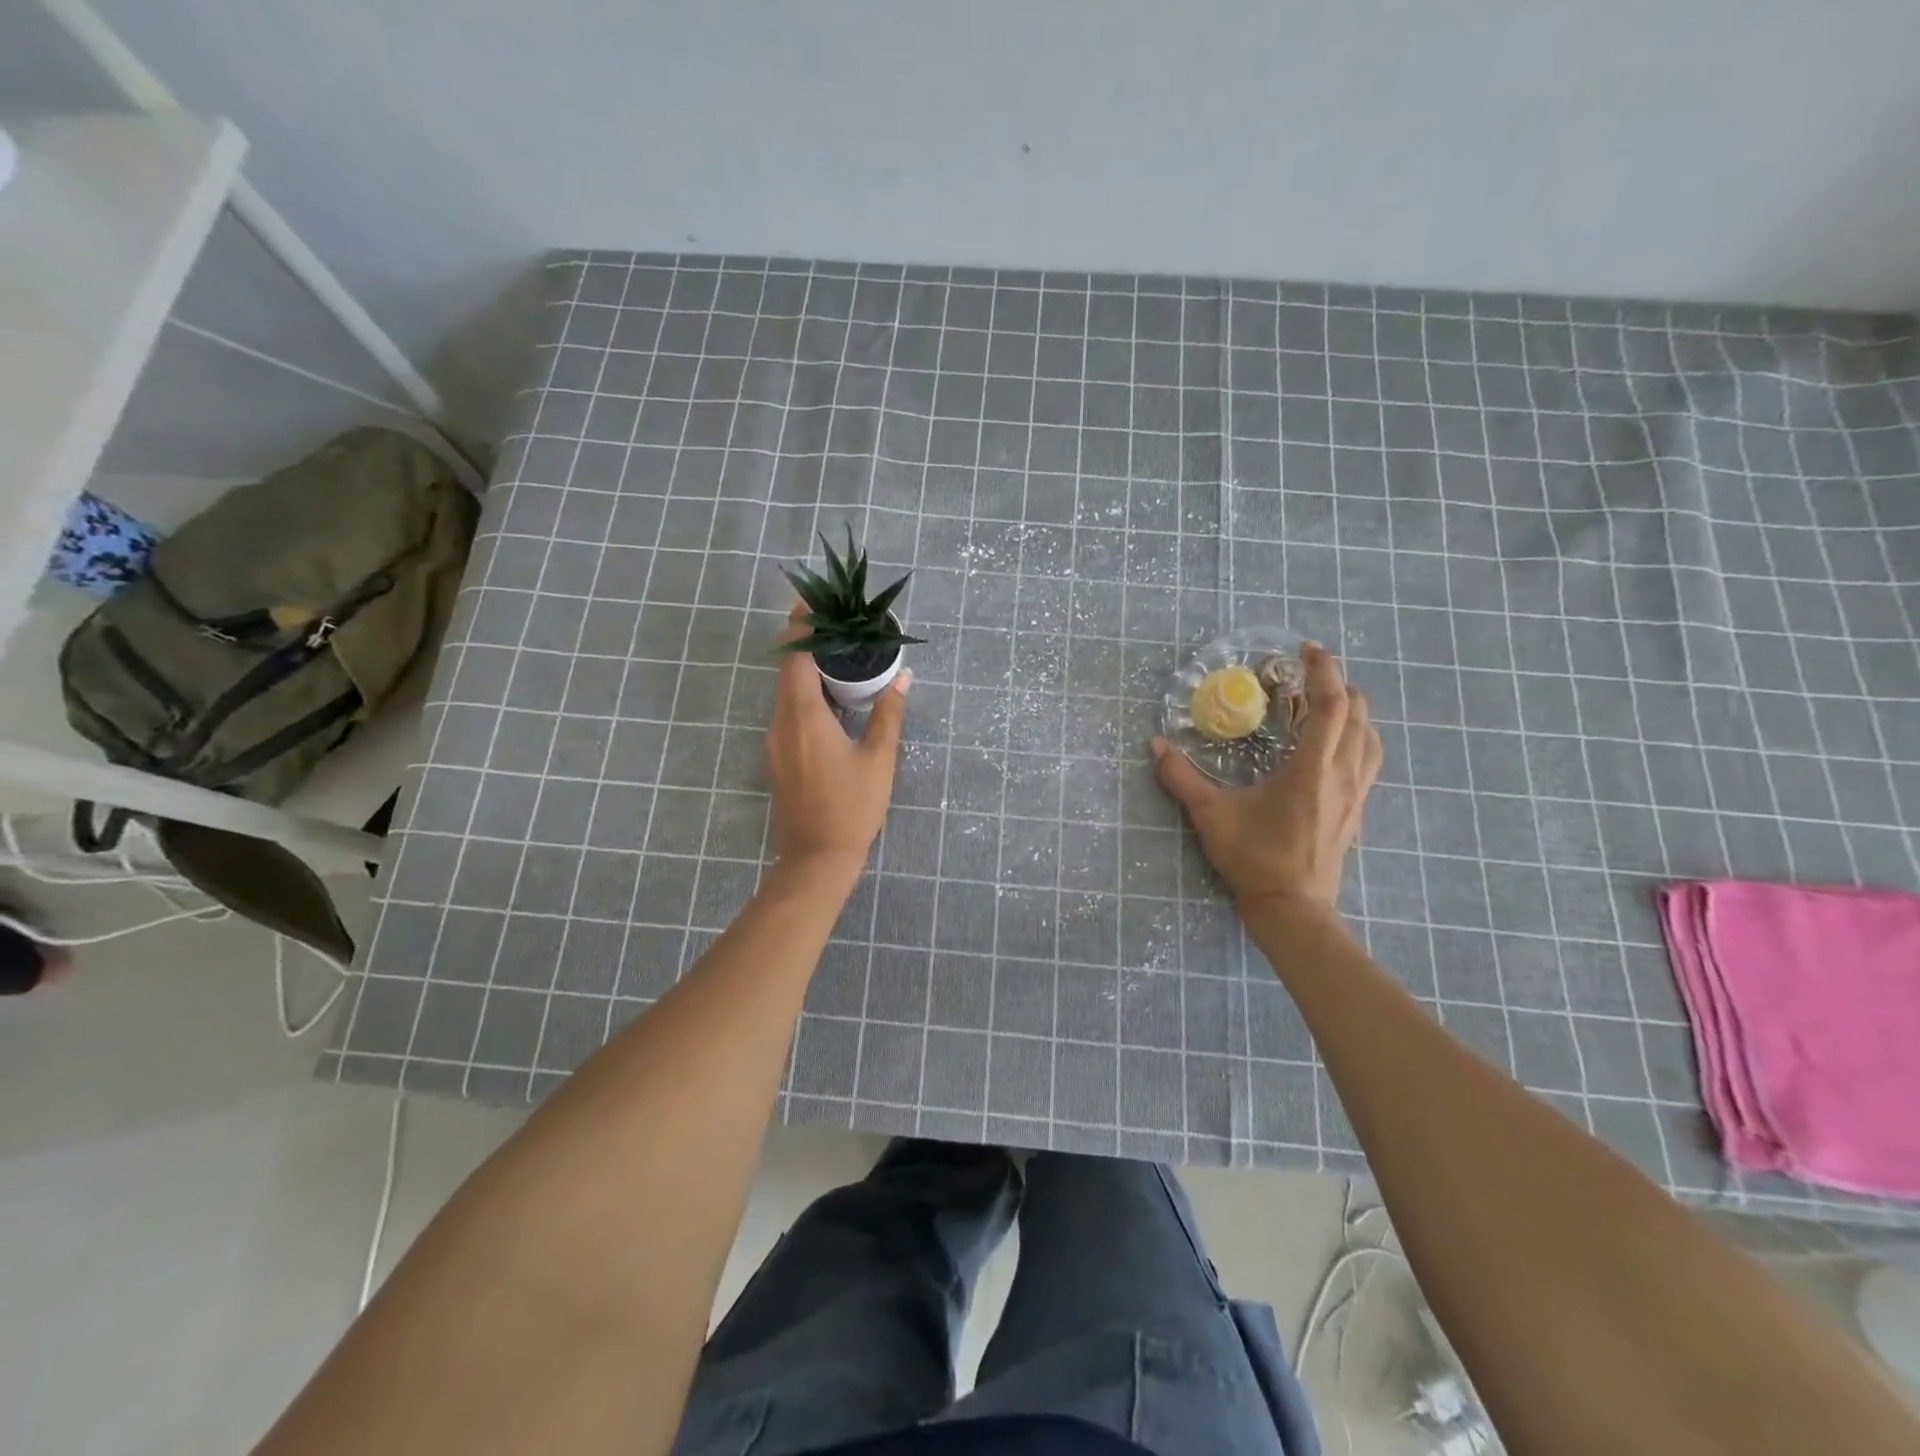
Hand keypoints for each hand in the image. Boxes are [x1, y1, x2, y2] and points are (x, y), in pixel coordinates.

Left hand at [766, 604, 910, 871]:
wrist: (816, 857)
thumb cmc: (852, 807)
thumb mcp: (878, 759)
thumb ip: (888, 714)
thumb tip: (903, 677)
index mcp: (804, 716)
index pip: (795, 656)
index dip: (800, 625)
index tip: (812, 599)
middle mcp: (781, 722)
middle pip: (787, 669)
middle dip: (805, 641)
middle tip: (835, 623)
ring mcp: (775, 740)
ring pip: (785, 691)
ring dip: (805, 669)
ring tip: (837, 654)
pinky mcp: (778, 756)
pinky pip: (787, 711)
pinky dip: (804, 693)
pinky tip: (829, 698)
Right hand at [1151, 643, 1381, 914]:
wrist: (1293, 908)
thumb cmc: (1254, 859)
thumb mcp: (1211, 816)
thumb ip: (1181, 778)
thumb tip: (1155, 745)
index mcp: (1311, 769)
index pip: (1330, 706)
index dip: (1324, 671)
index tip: (1308, 650)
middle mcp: (1342, 775)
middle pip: (1358, 715)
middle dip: (1339, 685)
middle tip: (1309, 673)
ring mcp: (1355, 794)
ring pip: (1370, 738)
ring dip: (1354, 711)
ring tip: (1327, 702)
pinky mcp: (1356, 810)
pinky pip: (1368, 760)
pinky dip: (1358, 738)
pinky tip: (1337, 745)